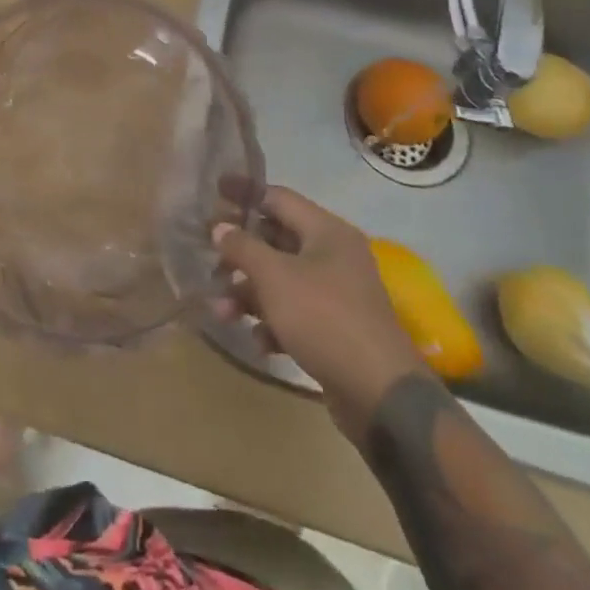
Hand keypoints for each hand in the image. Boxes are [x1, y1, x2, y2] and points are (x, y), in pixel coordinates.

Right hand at [214, 187, 426, 432]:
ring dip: (249, 293)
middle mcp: (334, 256)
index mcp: (326, 231)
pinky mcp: (335, 329)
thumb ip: (243, 247)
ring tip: (221, 311)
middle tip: (209, 260)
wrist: (381, 396)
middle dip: (240, 253)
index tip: (212, 192)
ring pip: (281, 280)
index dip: (243, 194)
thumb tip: (220, 227)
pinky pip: (295, 313)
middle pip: (276, 240)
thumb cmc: (324, 319)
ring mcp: (337, 294)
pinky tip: (259, 341)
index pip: (277, 197)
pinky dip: (272, 321)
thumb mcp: (275, 277)